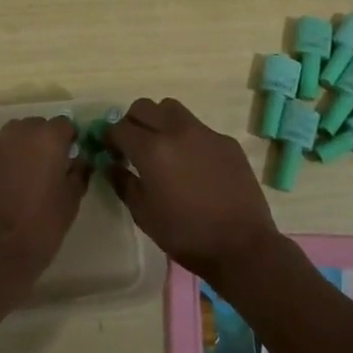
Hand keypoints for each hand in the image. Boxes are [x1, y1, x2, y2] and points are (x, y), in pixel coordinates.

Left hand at [0, 116, 88, 300]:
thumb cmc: (40, 226)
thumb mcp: (71, 201)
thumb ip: (78, 173)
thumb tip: (79, 162)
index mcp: (47, 137)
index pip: (64, 125)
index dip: (69, 141)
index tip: (70, 160)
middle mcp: (19, 132)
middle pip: (36, 128)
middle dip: (43, 143)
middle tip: (47, 171)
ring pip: (13, 139)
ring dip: (21, 151)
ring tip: (23, 181)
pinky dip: (2, 164)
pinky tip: (3, 189)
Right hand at [104, 98, 284, 287]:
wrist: (242, 245)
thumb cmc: (186, 235)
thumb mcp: (144, 215)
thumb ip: (123, 183)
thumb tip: (110, 164)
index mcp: (152, 150)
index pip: (120, 127)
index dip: (110, 137)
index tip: (110, 150)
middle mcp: (176, 131)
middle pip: (144, 107)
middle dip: (132, 121)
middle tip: (133, 145)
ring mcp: (205, 132)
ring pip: (172, 108)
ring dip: (159, 120)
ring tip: (163, 147)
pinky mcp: (226, 141)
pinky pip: (199, 128)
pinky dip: (187, 138)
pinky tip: (194, 165)